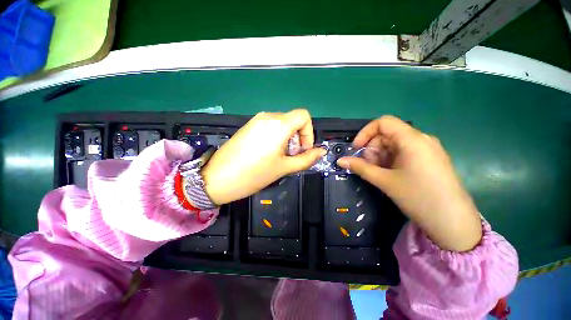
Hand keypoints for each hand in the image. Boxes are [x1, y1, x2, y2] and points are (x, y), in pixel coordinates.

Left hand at [202, 109, 325, 204]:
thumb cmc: (254, 174)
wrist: (218, 178)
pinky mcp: (248, 126)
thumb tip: (321, 151)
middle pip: (292, 121)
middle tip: (290, 157)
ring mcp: (256, 120)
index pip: (304, 116)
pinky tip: (267, 153)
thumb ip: (306, 159)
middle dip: (297, 138)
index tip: (303, 149)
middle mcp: (267, 117)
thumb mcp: (284, 167)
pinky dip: (275, 137)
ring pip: (281, 124)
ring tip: (279, 157)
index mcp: (278, 124)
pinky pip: (269, 127)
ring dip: (287, 139)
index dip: (308, 132)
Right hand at [337, 116, 481, 251]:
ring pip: (395, 144)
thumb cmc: (418, 197)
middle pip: (388, 134)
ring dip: (380, 156)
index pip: (383, 122)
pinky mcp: (430, 159)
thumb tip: (340, 161)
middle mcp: (421, 139)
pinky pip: (404, 152)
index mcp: (412, 139)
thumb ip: (359, 167)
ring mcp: (427, 149)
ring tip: (378, 173)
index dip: (365, 133)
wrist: (453, 222)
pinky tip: (389, 174)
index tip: (356, 149)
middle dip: (372, 148)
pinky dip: (391, 160)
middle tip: (367, 166)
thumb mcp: (384, 181)